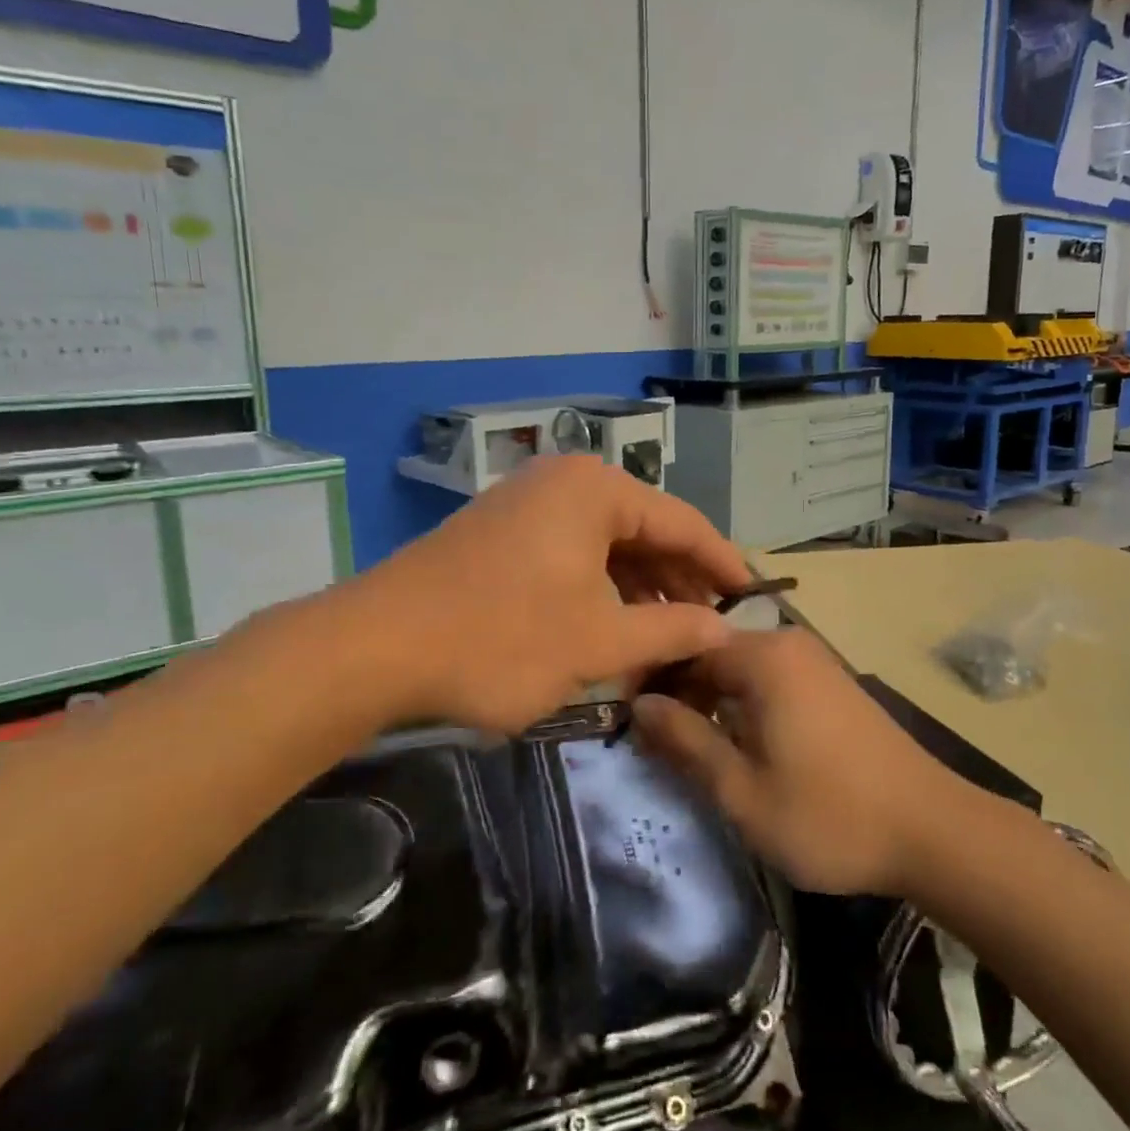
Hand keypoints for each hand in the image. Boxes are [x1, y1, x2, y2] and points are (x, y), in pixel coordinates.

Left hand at [349, 455, 753, 733]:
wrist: (375, 648)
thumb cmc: (502, 638)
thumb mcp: (599, 640)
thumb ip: (671, 630)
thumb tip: (724, 630)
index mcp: (595, 489)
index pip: (683, 521)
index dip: (722, 564)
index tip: (754, 599)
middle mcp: (563, 482)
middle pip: (643, 529)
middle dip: (678, 579)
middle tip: (711, 627)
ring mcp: (526, 505)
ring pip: (605, 545)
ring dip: (638, 588)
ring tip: (667, 636)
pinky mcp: (499, 535)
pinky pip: (570, 554)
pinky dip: (597, 589)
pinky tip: (612, 626)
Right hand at [631, 629, 966, 896]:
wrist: (934, 831)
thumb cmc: (829, 814)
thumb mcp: (742, 791)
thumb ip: (685, 742)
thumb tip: (639, 706)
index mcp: (762, 656)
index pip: (684, 647)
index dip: (651, 680)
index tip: (629, 720)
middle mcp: (787, 643)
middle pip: (712, 654)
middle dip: (681, 693)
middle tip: (657, 744)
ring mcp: (813, 660)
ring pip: (739, 668)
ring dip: (711, 701)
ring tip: (693, 750)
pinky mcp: (830, 682)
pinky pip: (769, 679)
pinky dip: (744, 704)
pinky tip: (739, 745)